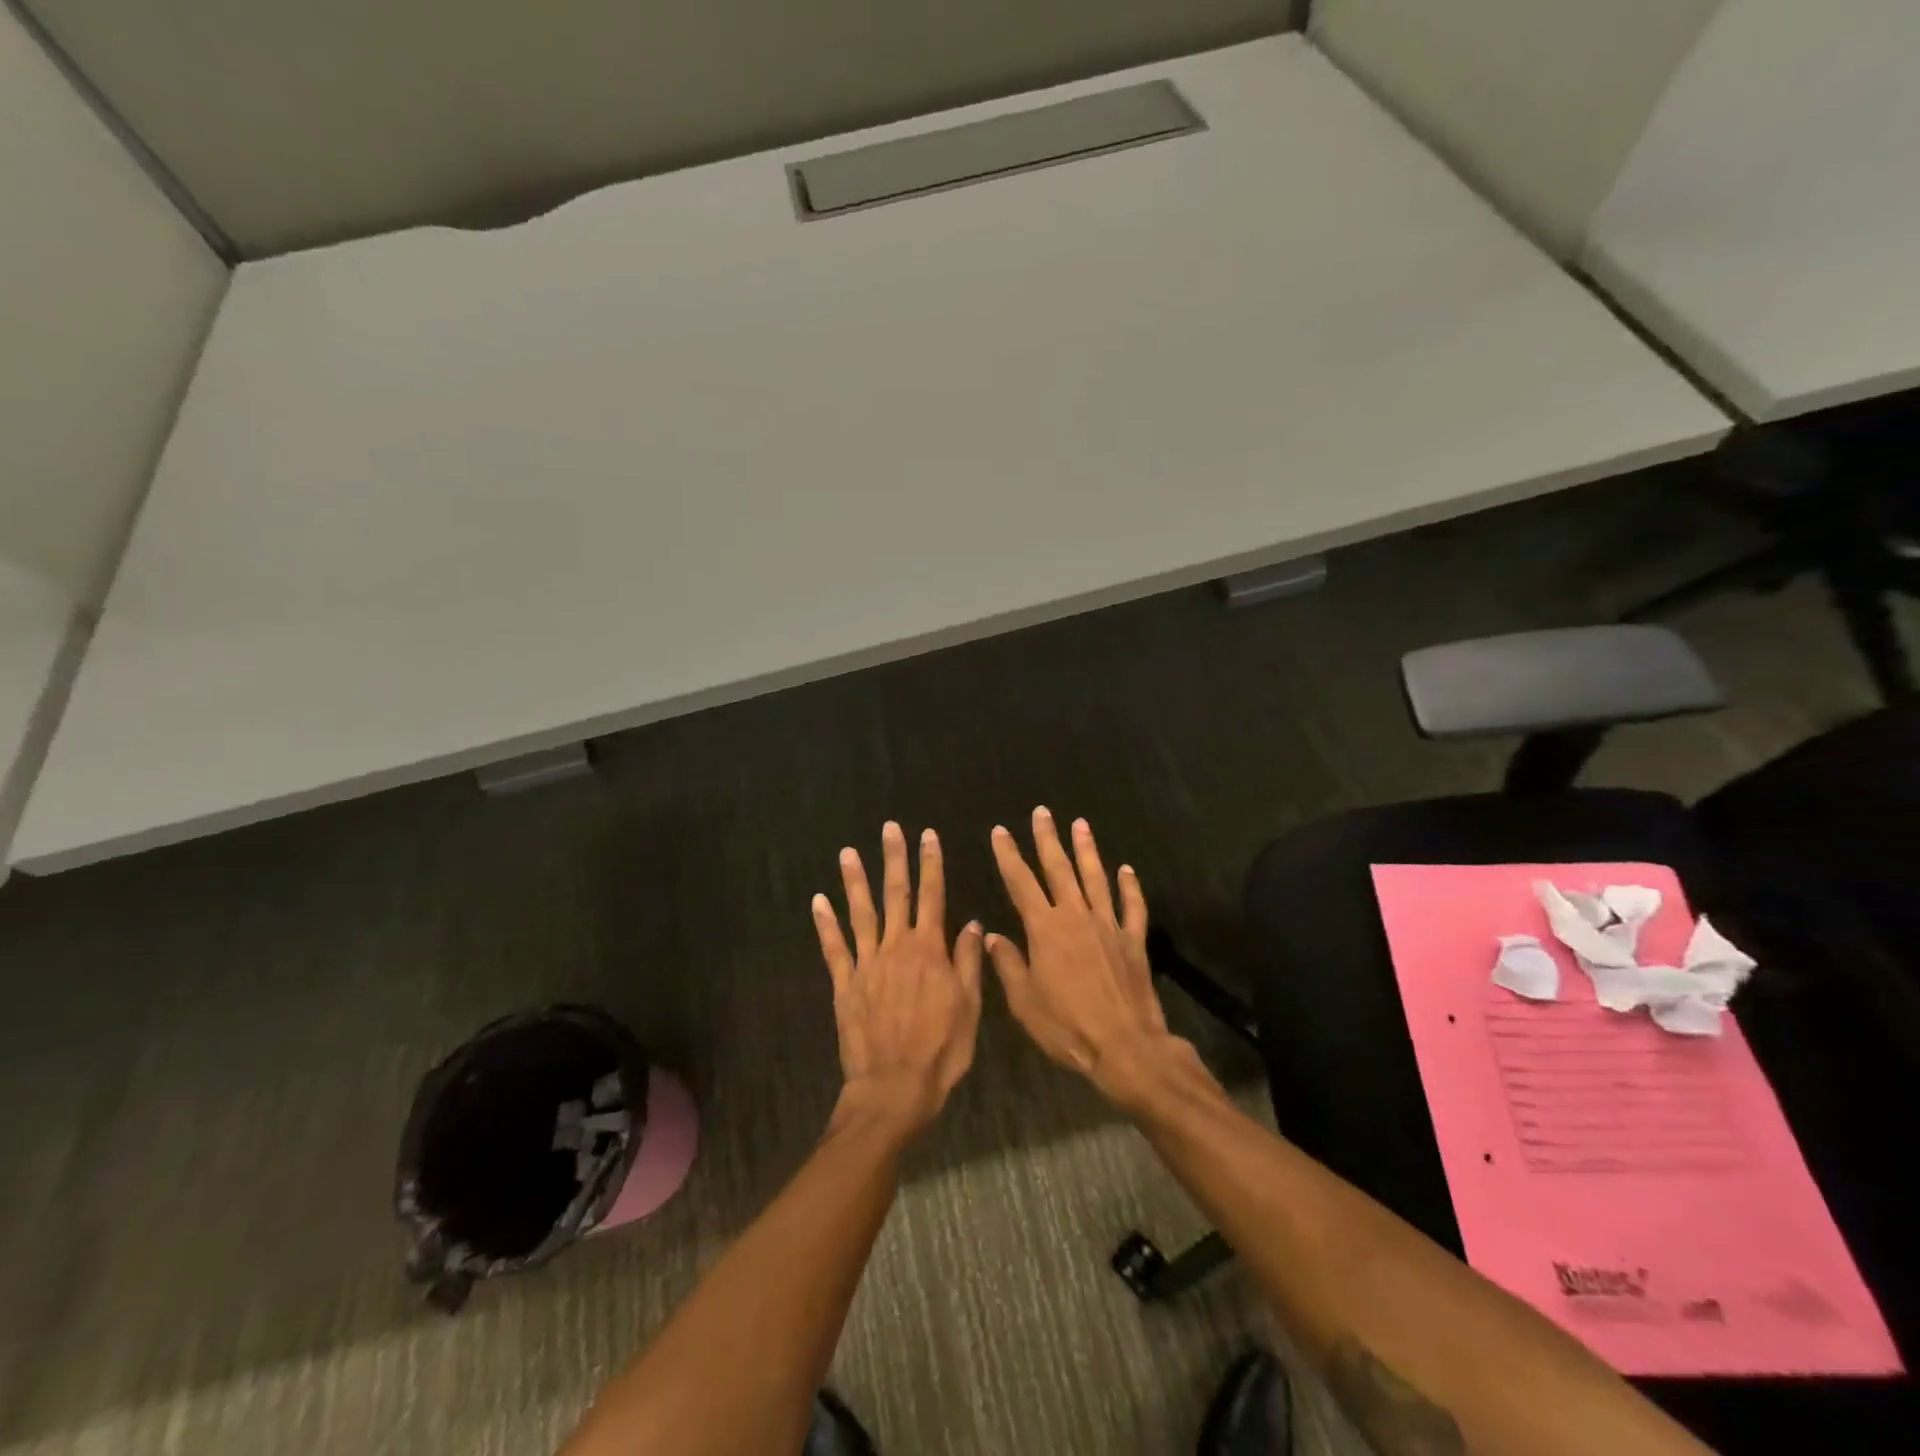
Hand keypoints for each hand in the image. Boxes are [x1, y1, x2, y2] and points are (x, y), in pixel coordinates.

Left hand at [813, 822, 983, 1137]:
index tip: (928, 836)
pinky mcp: (845, 983)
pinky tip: (818, 901)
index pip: (933, 896)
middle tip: (889, 828)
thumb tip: (973, 924)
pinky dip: (825, 923)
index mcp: (930, 950)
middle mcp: (897, 947)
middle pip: (896, 894)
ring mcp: (867, 963)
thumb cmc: (941, 1050)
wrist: (895, 1087)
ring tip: (848, 853)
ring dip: (855, 881)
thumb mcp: (969, 1007)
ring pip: (861, 913)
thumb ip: (969, 962)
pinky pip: (833, 947)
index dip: (931, 864)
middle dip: (894, 859)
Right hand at [986, 808, 1179, 1106]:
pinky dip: (1129, 886)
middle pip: (1059, 869)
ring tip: (1080, 824)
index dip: (1008, 856)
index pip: (1021, 883)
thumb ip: (1008, 964)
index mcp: (1045, 929)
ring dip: (1086, 850)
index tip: (1000, 832)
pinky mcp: (1133, 940)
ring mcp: (1108, 925)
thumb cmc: (1066, 1026)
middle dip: (1048, 839)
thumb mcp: (1024, 1001)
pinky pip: (1132, 906)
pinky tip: (1126, 869)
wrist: (1124, 1046)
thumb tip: (991, 936)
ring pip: (1095, 878)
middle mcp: (1076, 917)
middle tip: (1042, 812)